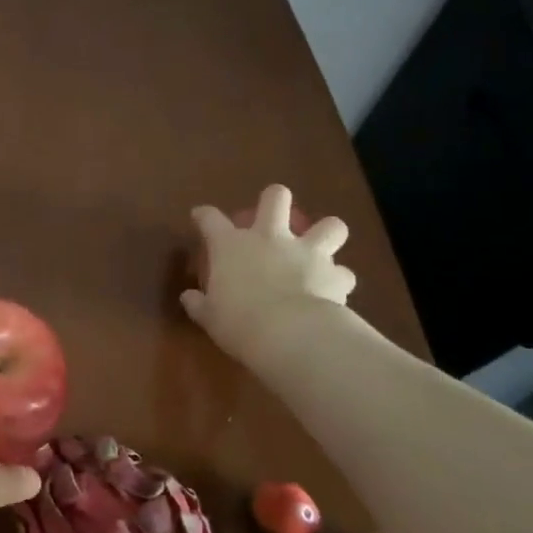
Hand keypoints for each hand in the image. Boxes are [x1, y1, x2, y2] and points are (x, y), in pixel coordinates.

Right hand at [181, 185, 356, 367]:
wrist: (290, 334)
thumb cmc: (238, 322)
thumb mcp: (209, 317)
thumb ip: (199, 304)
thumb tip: (189, 298)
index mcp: (231, 246)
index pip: (210, 219)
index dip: (204, 215)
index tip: (200, 216)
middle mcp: (270, 238)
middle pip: (275, 198)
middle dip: (275, 200)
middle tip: (273, 215)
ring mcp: (307, 252)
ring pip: (330, 226)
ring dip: (326, 234)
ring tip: (320, 249)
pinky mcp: (336, 274)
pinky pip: (343, 272)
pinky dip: (338, 279)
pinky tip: (333, 290)